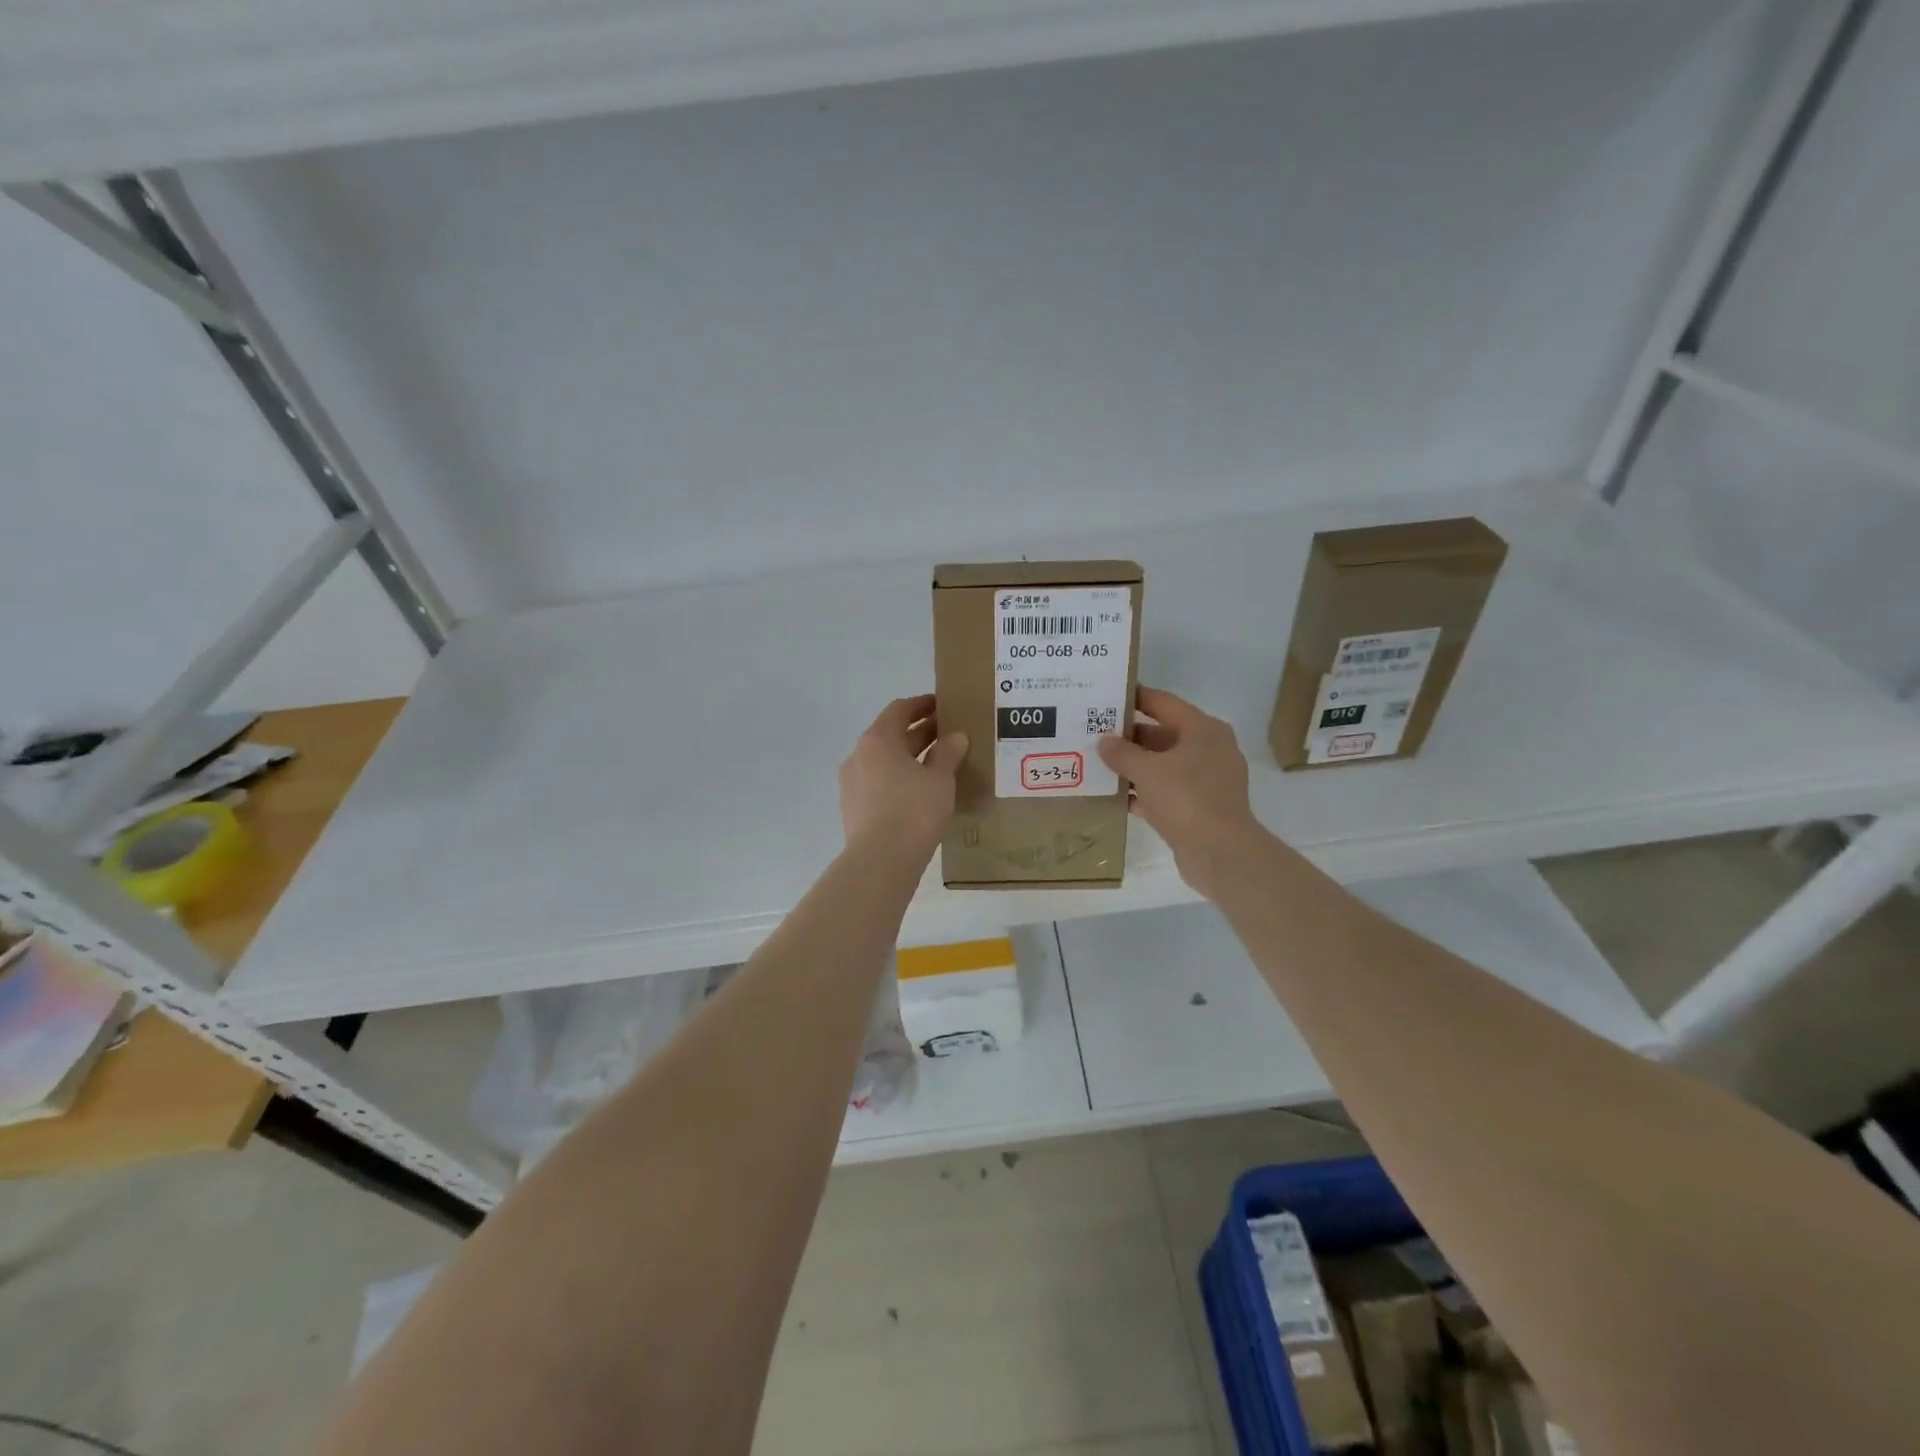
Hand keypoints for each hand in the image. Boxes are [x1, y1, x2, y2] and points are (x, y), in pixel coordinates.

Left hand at [839, 695, 968, 856]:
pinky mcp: (853, 808)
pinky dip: (899, 779)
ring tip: (938, 765)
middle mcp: (859, 755)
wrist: (880, 861)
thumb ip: (948, 753)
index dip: (922, 705)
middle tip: (948, 735)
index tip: (942, 706)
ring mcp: (852, 783)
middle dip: (919, 733)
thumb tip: (955, 736)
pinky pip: (879, 783)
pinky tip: (920, 793)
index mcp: (878, 740)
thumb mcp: (940, 779)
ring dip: (909, 758)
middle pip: (891, 735)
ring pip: (884, 761)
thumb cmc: (913, 811)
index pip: (899, 710)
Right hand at [1098, 685, 1265, 897]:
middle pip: (1162, 734)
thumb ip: (1122, 752)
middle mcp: (1208, 750)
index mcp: (1203, 730)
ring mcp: (1205, 781)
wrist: (1220, 853)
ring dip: (1133, 766)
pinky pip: (1164, 792)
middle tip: (1093, 733)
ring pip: (1162, 765)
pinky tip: (1114, 796)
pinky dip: (1142, 793)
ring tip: (1096, 764)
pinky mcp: (1198, 808)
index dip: (1136, 697)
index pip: (1164, 703)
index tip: (1107, 696)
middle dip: (1128, 736)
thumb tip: (1104, 741)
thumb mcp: (1147, 770)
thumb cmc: (1187, 798)